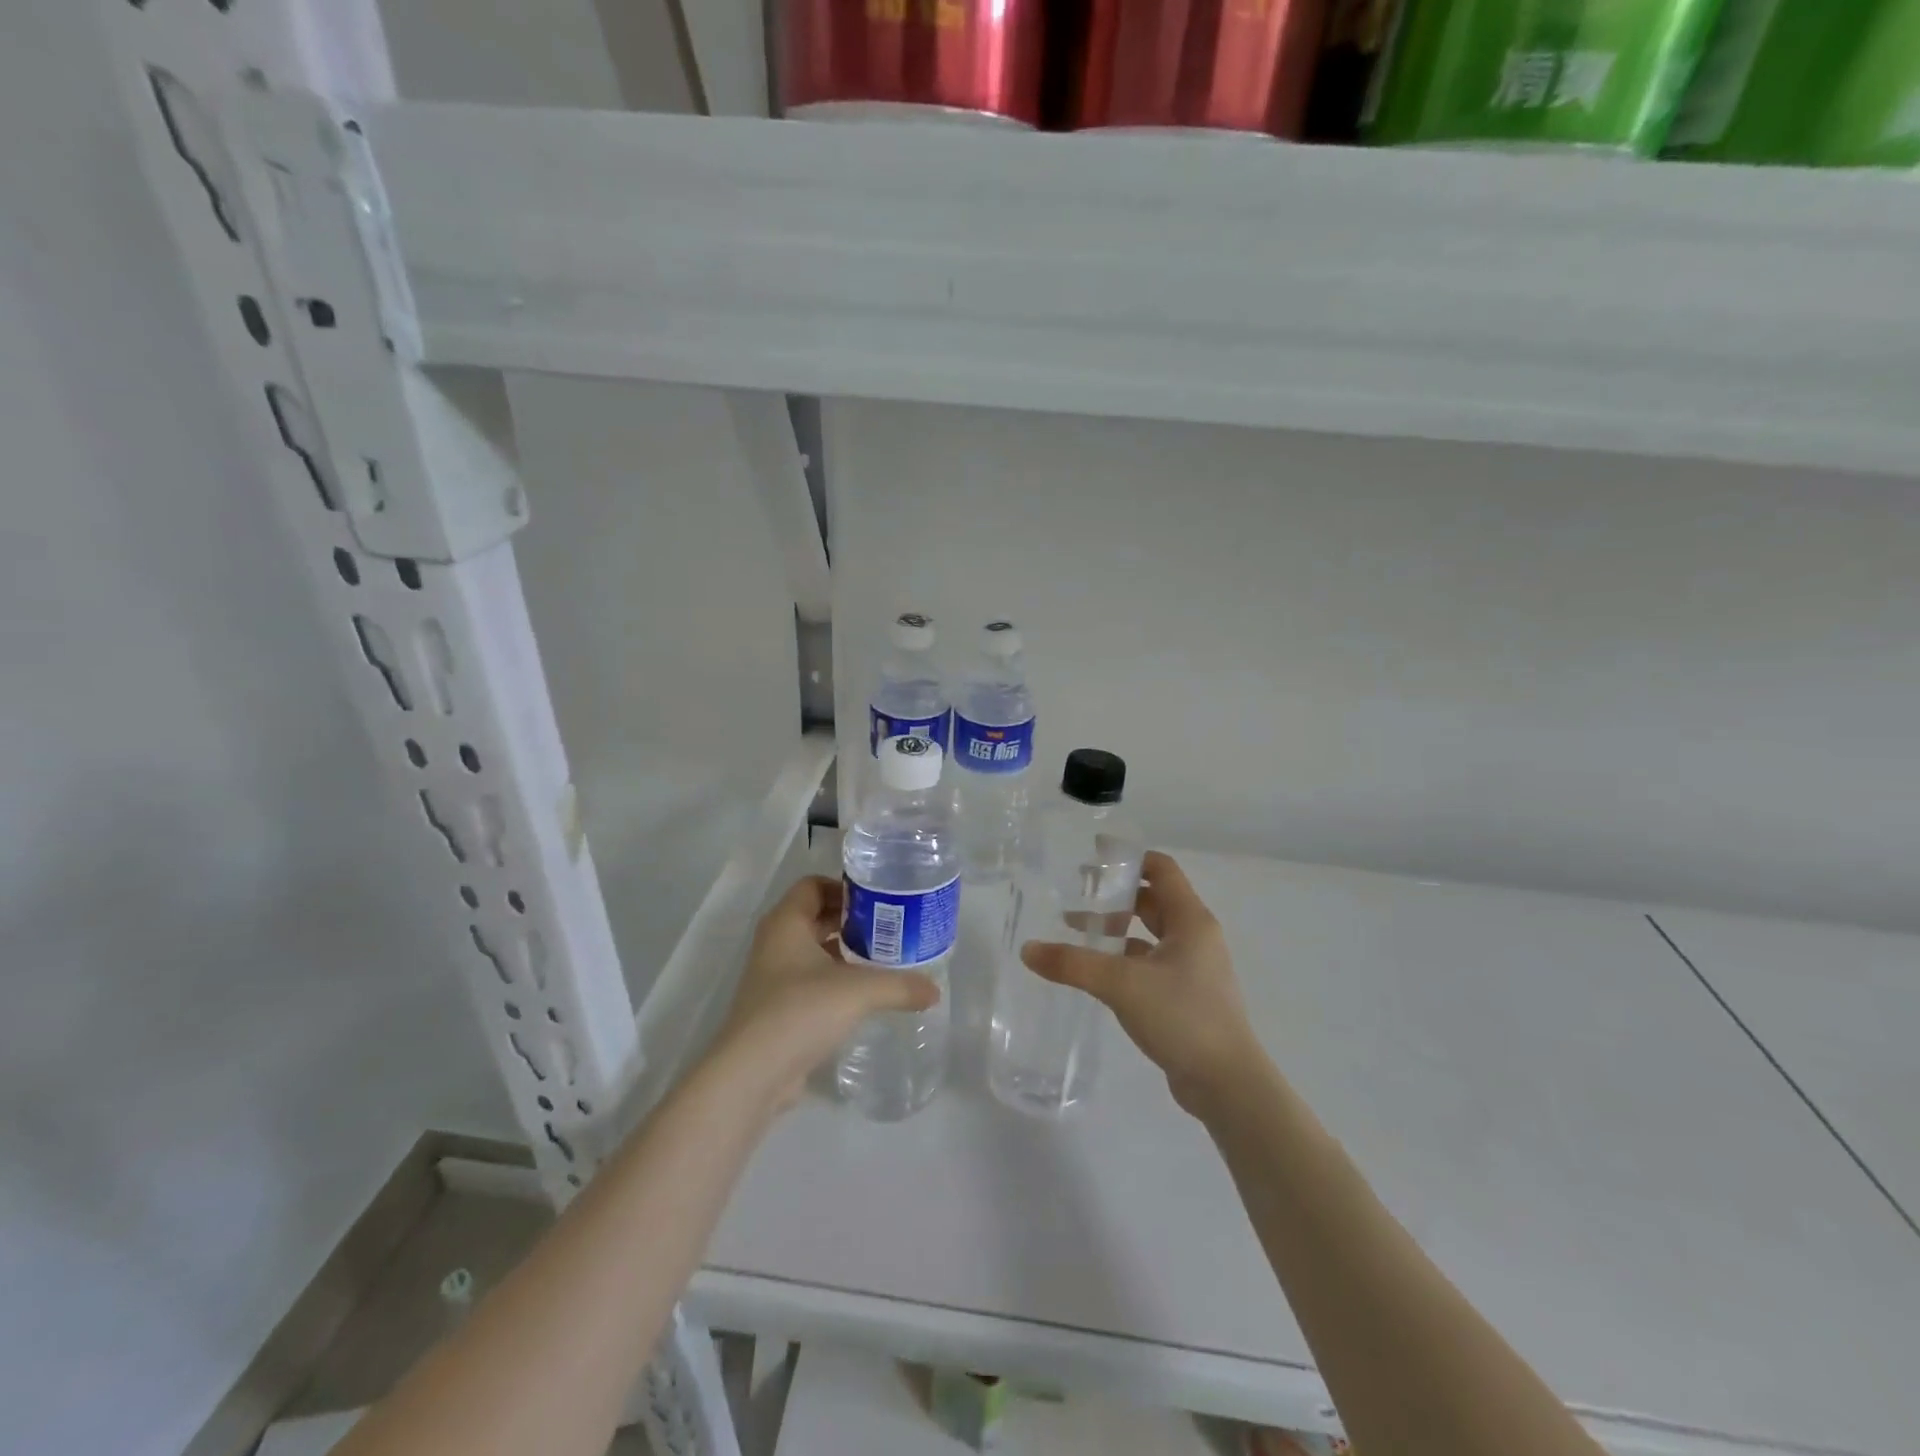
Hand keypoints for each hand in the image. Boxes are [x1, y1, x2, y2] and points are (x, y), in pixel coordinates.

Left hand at [710, 876, 939, 1112]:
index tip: (878, 901)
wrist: (752, 1074)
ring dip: (845, 951)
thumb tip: (934, 991)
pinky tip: (864, 996)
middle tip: (890, 928)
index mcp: (786, 923)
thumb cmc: (800, 1011)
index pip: (813, 885)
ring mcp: (773, 978)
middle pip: (815, 916)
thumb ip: (900, 986)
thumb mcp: (858, 991)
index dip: (844, 887)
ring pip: (814, 951)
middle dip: (851, 920)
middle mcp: (775, 943)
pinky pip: (811, 981)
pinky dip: (836, 980)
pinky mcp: (778, 1008)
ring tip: (884, 959)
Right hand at [1021, 851, 1264, 1116]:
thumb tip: (1028, 949)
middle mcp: (1196, 937)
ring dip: (1118, 927)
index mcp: (1191, 920)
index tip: (1093, 854)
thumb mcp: (1121, 984)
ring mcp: (1194, 967)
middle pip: (1153, 899)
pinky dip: (1125, 957)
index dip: (1129, 858)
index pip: (1161, 869)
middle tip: (1077, 891)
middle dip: (1116, 893)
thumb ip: (1073, 964)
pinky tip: (1098, 971)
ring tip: (1077, 929)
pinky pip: (1151, 962)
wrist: (1228, 1084)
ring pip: (1151, 933)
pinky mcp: (1187, 995)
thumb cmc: (1182, 1017)